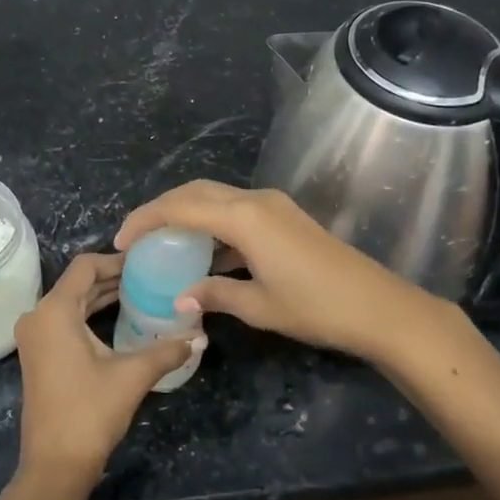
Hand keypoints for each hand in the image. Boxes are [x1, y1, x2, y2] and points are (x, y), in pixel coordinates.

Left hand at [13, 253, 204, 486]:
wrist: (55, 465)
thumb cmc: (90, 412)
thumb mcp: (132, 375)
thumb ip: (166, 350)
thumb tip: (200, 337)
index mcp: (54, 310)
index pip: (85, 266)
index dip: (116, 259)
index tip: (145, 263)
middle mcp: (38, 316)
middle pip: (77, 283)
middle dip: (112, 277)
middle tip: (149, 277)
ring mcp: (35, 336)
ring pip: (71, 302)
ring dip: (102, 296)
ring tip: (140, 293)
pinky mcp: (38, 354)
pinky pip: (65, 320)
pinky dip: (89, 314)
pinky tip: (119, 318)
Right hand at [116, 181, 444, 362]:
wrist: (379, 307)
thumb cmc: (316, 307)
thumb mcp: (260, 307)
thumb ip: (216, 295)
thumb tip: (180, 298)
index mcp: (244, 217)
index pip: (181, 206)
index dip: (146, 219)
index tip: (121, 240)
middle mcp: (255, 200)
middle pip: (196, 191)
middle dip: (162, 209)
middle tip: (136, 235)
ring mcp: (272, 205)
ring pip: (216, 197)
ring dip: (187, 213)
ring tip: (162, 242)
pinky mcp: (284, 217)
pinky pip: (235, 210)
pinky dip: (212, 224)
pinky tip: (204, 253)